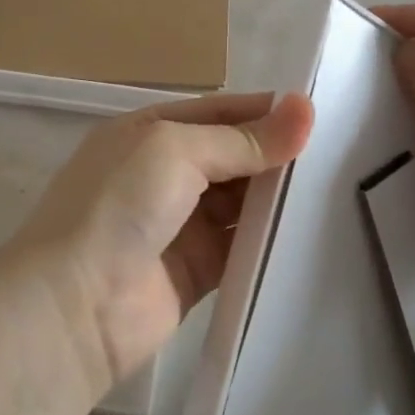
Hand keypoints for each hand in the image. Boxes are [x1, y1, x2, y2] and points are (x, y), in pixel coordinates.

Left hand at [4, 92, 313, 393]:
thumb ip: (242, 139)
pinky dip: (270, 241)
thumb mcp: (176, 151)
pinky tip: (310, 233)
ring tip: (336, 189)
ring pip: (241, 202)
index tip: (320, 115)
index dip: (266, 111)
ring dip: (278, 197)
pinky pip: (242, 248)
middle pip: (233, 156)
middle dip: (277, 154)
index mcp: (151, 133)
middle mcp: (164, 173)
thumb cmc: (119, 205)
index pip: (220, 112)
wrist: (75, 305)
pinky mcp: (197, 271)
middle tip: (339, 154)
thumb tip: (304, 109)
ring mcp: (180, 224)